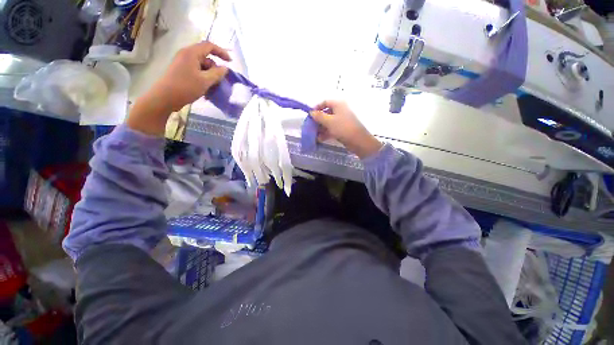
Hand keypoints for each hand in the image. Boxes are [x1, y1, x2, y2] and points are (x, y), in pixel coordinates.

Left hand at [127, 41, 229, 135]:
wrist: (165, 97)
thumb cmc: (186, 87)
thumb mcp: (205, 81)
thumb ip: (217, 74)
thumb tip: (225, 69)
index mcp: (191, 53)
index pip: (209, 46)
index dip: (221, 52)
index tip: (230, 62)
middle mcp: (186, 55)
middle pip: (206, 57)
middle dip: (215, 68)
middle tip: (220, 80)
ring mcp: (183, 63)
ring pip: (202, 66)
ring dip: (210, 75)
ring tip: (213, 88)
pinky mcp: (181, 71)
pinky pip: (196, 72)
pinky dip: (203, 79)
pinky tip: (206, 90)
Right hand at [310, 100, 382, 158]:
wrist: (358, 141)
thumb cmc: (343, 128)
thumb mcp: (329, 121)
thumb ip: (319, 116)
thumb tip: (311, 112)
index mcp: (338, 104)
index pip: (325, 102)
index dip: (317, 108)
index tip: (310, 115)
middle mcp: (340, 110)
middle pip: (326, 113)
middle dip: (318, 120)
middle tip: (311, 127)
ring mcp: (342, 120)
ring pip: (329, 122)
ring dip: (321, 128)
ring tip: (314, 135)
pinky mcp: (343, 129)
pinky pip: (332, 128)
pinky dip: (326, 132)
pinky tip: (320, 139)